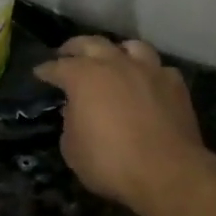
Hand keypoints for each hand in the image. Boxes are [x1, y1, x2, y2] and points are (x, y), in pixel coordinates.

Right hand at [34, 37, 207, 211]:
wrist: (167, 172)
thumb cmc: (110, 163)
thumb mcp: (73, 149)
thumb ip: (70, 124)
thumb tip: (76, 111)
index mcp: (84, 77)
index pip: (58, 67)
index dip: (46, 70)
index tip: (40, 72)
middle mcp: (116, 64)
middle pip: (92, 43)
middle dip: (75, 47)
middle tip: (67, 53)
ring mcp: (149, 70)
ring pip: (131, 46)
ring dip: (117, 51)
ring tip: (112, 59)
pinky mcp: (175, 84)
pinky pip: (158, 69)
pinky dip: (148, 73)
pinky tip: (146, 83)